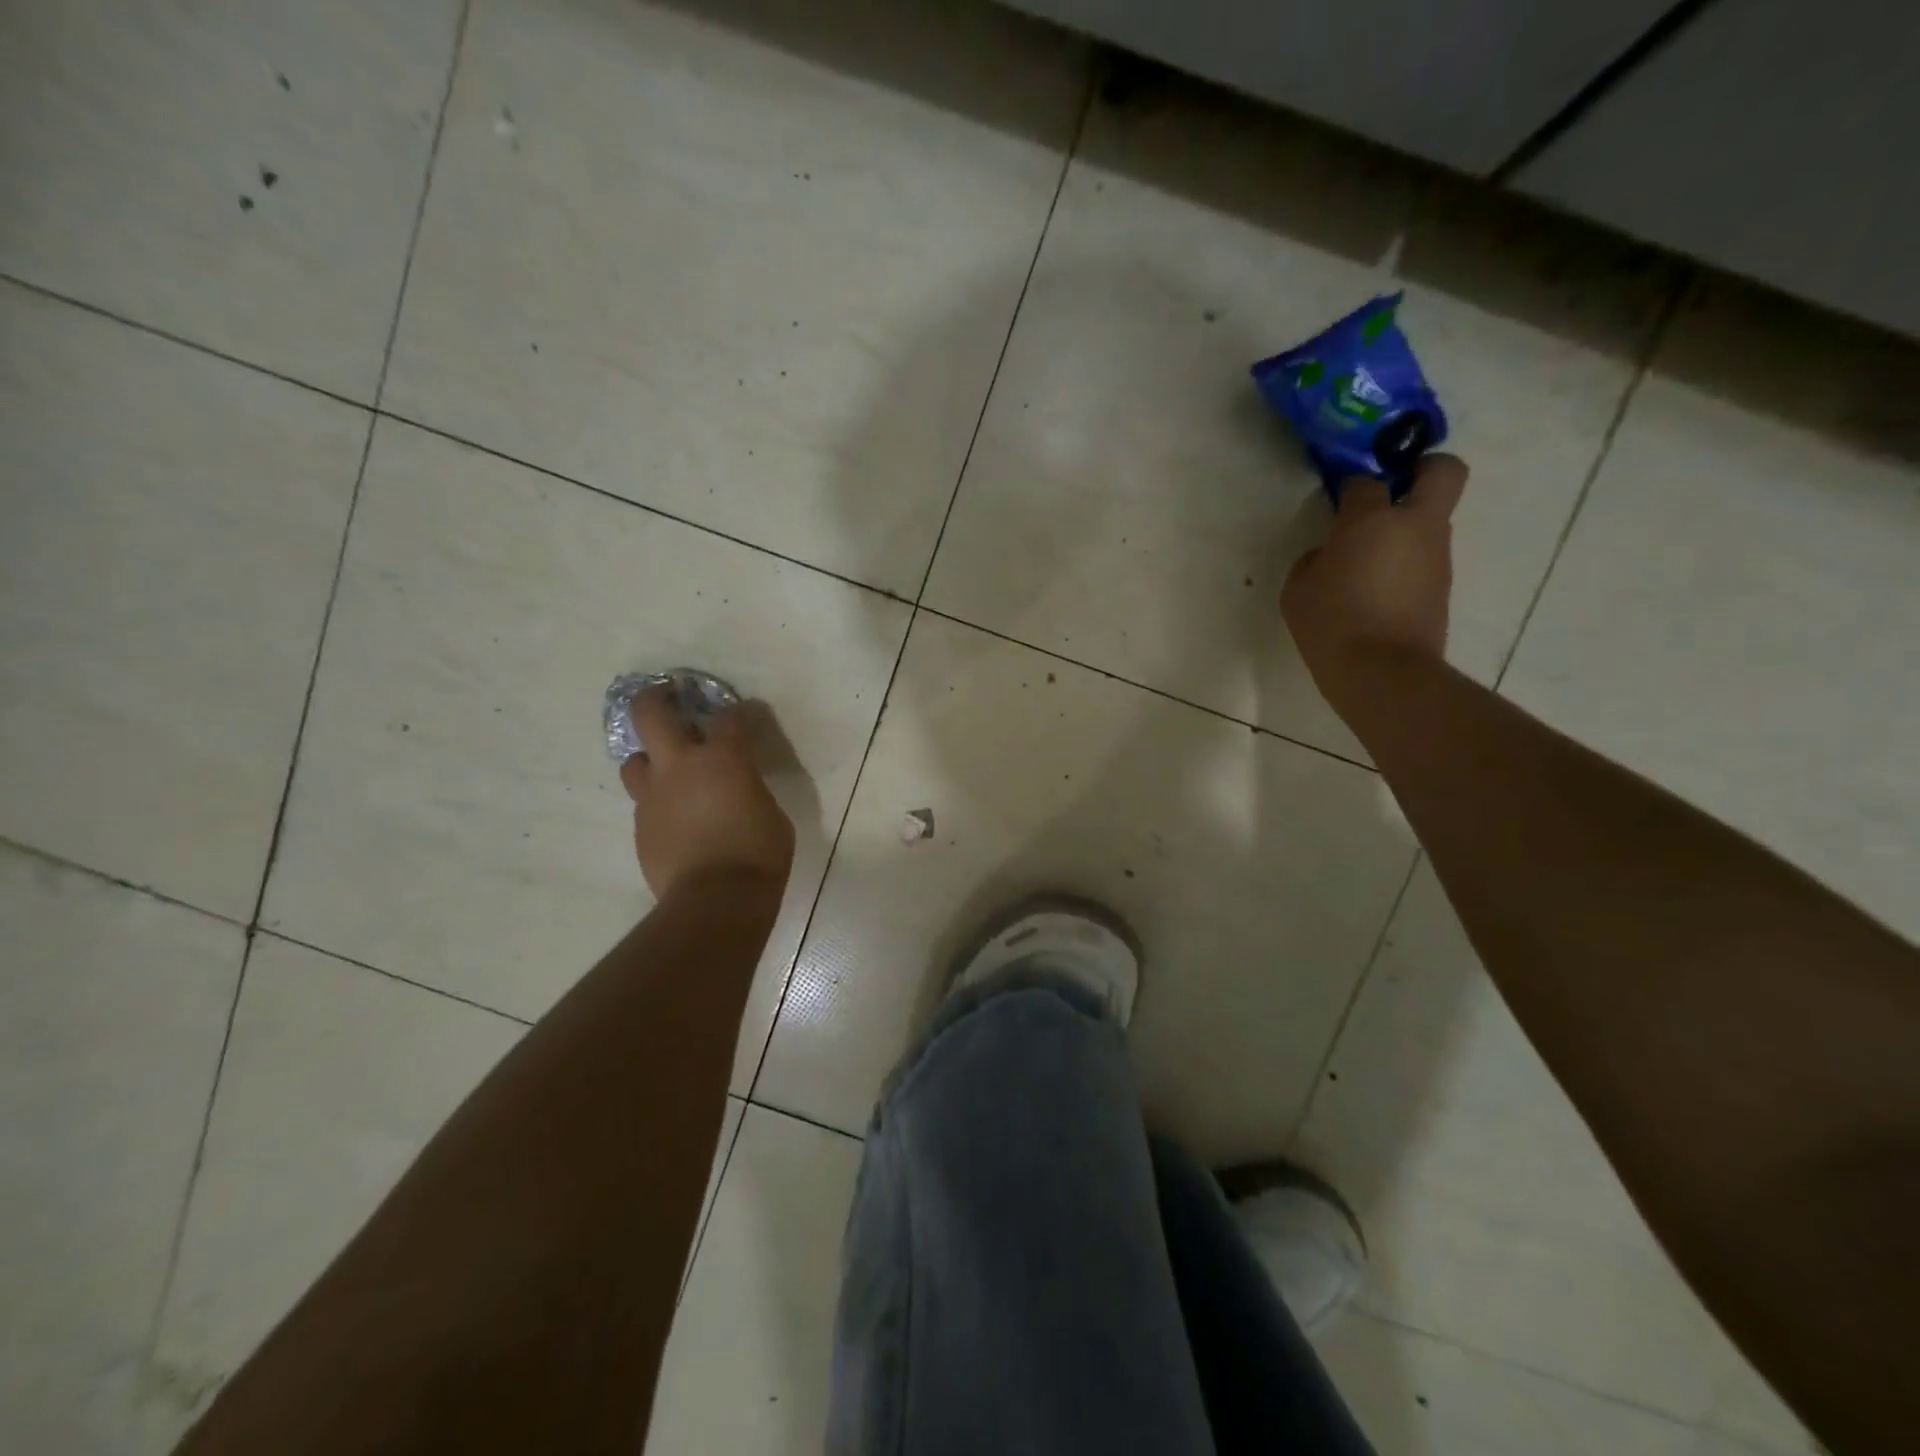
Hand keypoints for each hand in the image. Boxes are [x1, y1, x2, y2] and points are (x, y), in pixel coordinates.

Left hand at [617, 688, 794, 901]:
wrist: (715, 901)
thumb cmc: (759, 854)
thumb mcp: (771, 813)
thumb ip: (750, 789)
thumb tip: (739, 788)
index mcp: (723, 758)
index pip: (730, 717)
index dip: (739, 712)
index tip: (744, 714)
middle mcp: (680, 766)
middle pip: (652, 714)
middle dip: (657, 697)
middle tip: (667, 695)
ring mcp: (653, 796)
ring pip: (634, 760)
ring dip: (650, 758)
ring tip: (667, 769)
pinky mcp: (640, 826)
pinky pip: (644, 802)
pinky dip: (658, 801)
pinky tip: (675, 818)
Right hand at [1281, 454, 1468, 722]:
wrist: (1381, 673)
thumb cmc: (1331, 624)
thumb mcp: (1298, 589)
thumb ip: (1314, 560)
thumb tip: (1331, 554)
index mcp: (1372, 520)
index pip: (1366, 481)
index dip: (1351, 485)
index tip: (1338, 499)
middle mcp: (1415, 526)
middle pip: (1443, 471)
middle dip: (1423, 468)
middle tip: (1394, 488)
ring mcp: (1437, 556)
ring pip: (1434, 519)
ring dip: (1408, 527)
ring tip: (1370, 560)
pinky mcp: (1443, 585)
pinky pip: (1426, 557)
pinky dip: (1406, 562)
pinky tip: (1377, 591)